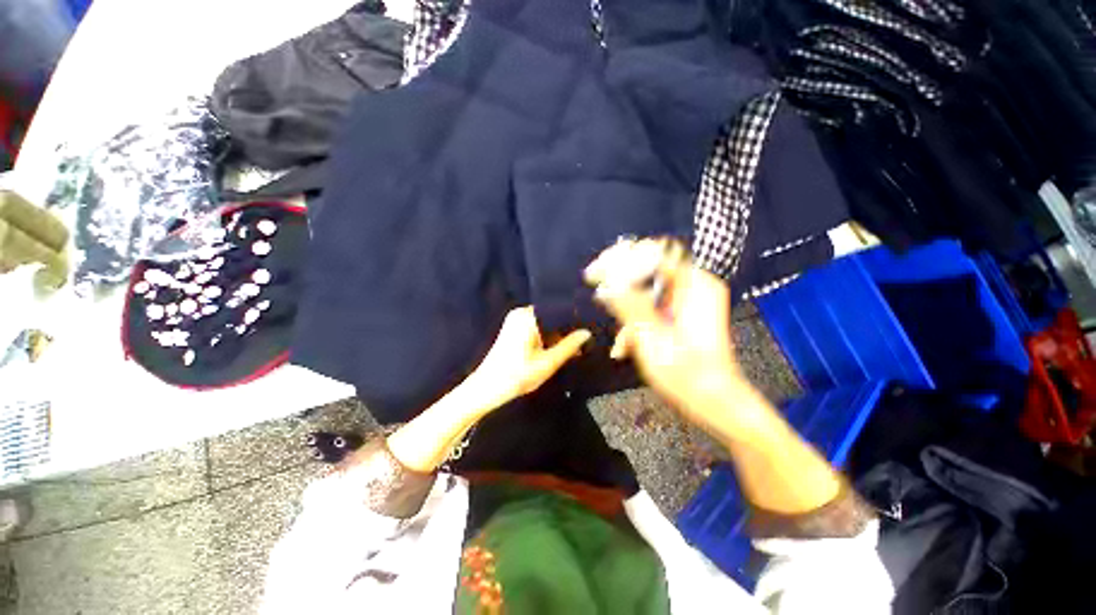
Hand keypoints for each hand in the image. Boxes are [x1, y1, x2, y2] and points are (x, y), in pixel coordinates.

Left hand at [463, 306, 591, 411]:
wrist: (486, 388)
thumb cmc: (518, 375)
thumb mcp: (548, 362)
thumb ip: (569, 346)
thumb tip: (587, 333)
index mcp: (528, 316)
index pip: (559, 310)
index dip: (576, 319)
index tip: (591, 327)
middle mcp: (522, 313)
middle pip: (552, 315)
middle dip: (568, 327)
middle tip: (586, 338)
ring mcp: (516, 320)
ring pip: (546, 322)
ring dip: (559, 333)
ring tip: (577, 344)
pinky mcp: (514, 329)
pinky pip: (537, 327)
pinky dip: (548, 336)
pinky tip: (561, 347)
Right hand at [584, 238, 745, 422]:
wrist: (713, 402)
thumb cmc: (685, 372)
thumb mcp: (650, 336)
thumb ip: (628, 304)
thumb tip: (607, 280)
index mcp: (695, 284)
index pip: (653, 253)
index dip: (621, 259)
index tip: (595, 274)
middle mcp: (694, 286)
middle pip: (648, 272)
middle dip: (623, 292)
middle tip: (602, 302)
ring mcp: (690, 301)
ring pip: (647, 293)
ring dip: (629, 314)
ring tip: (621, 344)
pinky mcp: (684, 315)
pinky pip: (654, 308)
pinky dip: (639, 323)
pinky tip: (628, 347)